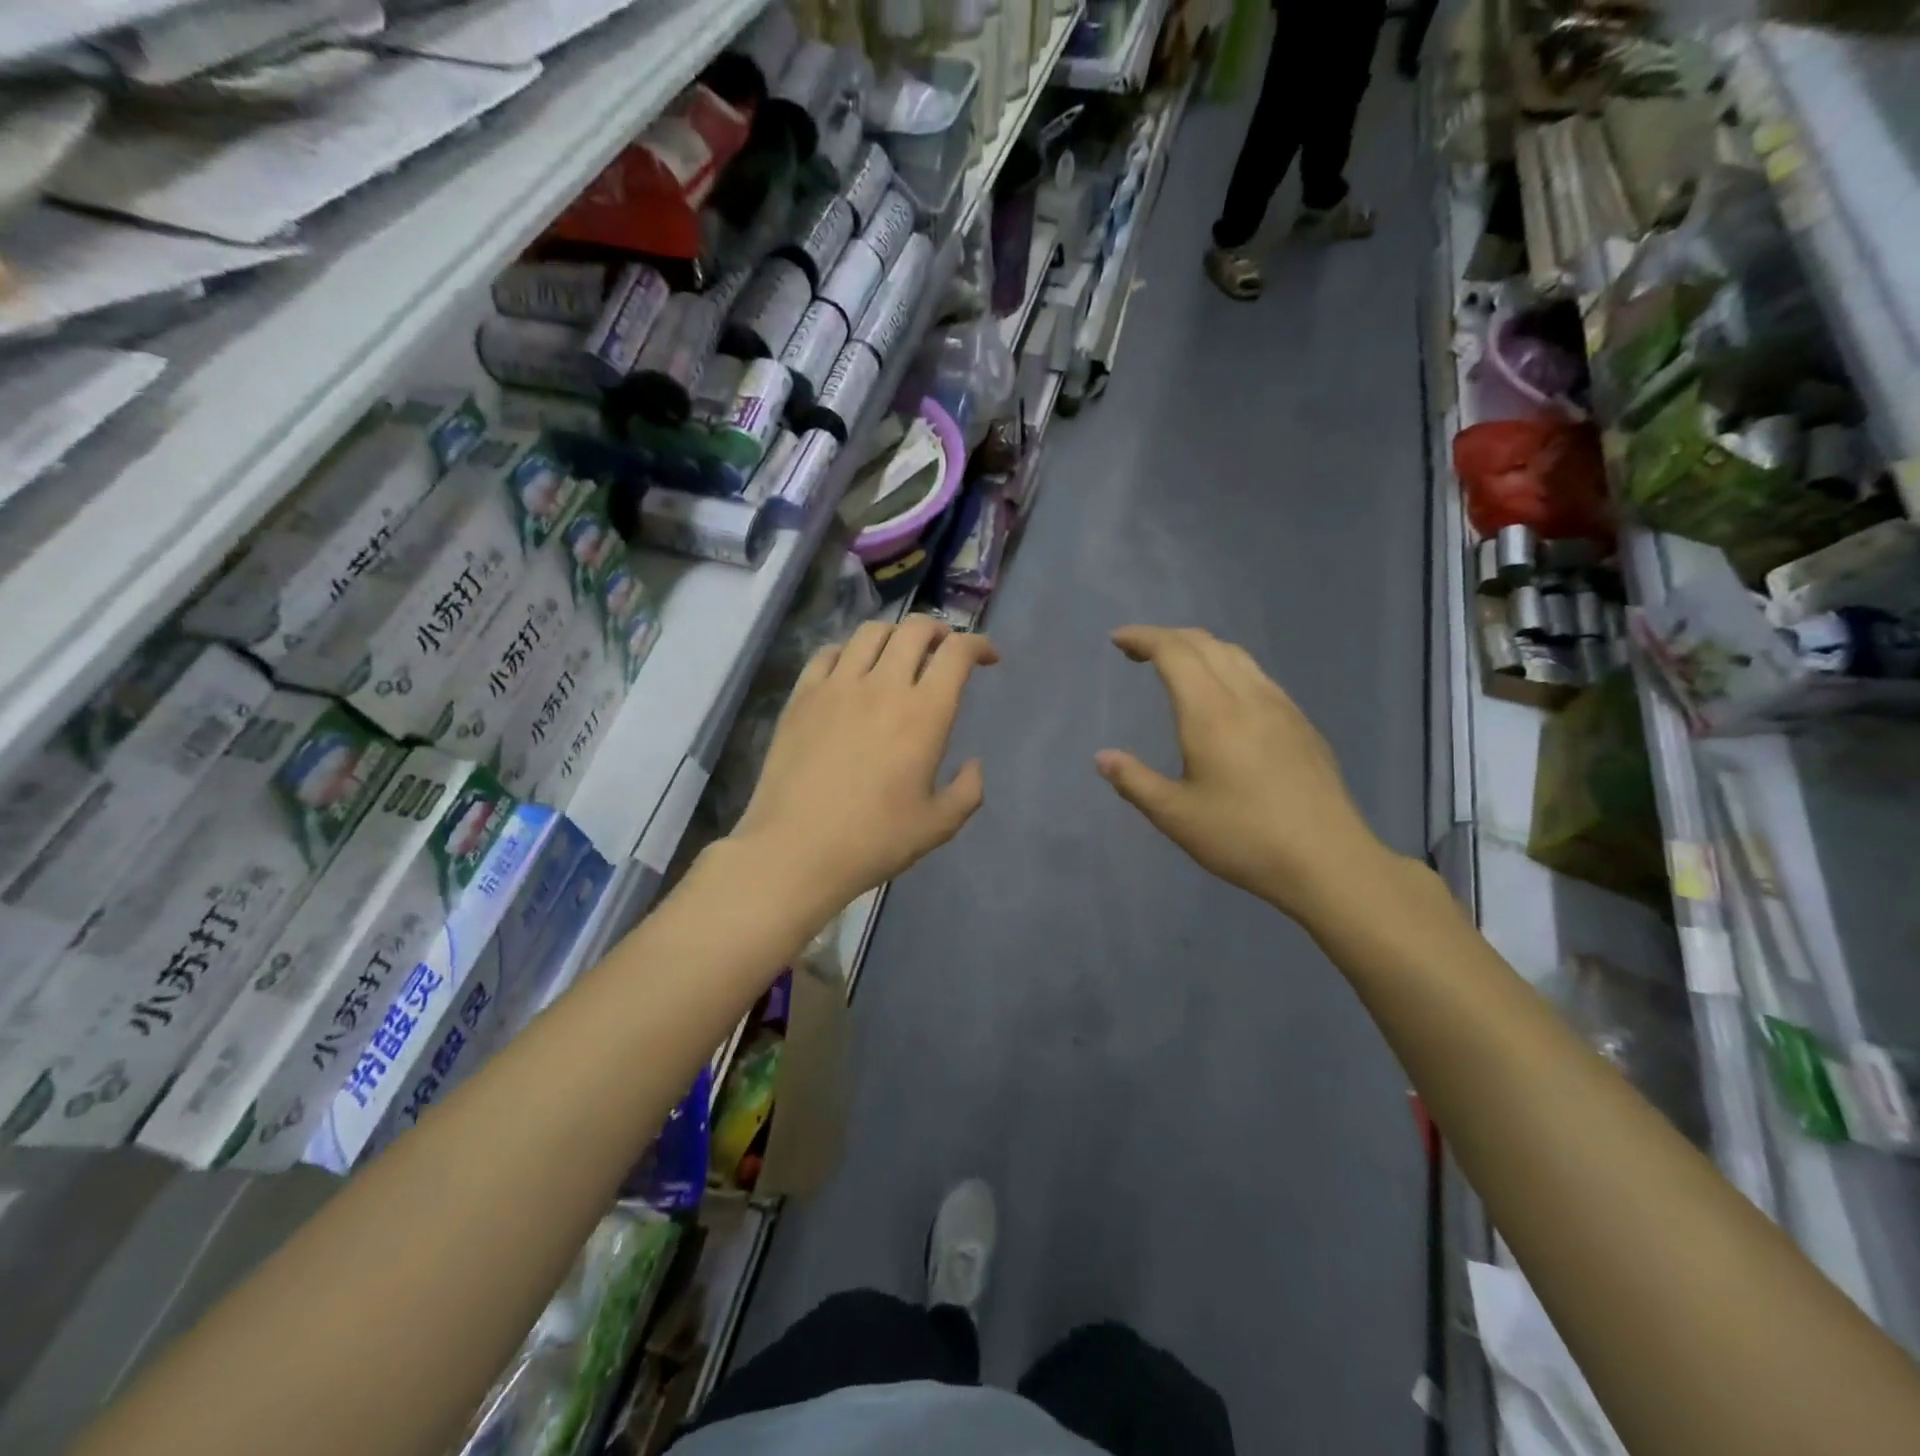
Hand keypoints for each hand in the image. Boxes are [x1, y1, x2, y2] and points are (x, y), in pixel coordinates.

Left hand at [731, 615, 997, 911]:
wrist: (796, 849)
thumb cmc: (874, 840)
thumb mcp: (939, 825)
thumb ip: (968, 790)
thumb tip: (974, 764)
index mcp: (924, 713)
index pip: (957, 653)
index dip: (978, 644)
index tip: (987, 657)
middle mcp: (883, 686)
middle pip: (916, 629)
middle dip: (940, 630)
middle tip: (945, 651)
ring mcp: (837, 686)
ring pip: (872, 632)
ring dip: (896, 634)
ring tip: (900, 654)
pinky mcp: (802, 696)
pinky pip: (828, 653)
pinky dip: (850, 651)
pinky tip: (852, 671)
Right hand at [1095, 626, 1392, 923]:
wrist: (1328, 861)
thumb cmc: (1243, 838)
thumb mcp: (1175, 816)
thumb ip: (1134, 781)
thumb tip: (1103, 758)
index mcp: (1211, 713)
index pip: (1174, 652)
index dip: (1143, 638)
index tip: (1117, 640)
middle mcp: (1247, 696)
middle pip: (1205, 644)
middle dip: (1167, 637)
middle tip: (1138, 651)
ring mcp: (1280, 706)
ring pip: (1236, 655)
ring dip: (1199, 648)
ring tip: (1176, 665)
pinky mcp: (1301, 723)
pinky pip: (1257, 675)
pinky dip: (1226, 666)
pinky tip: (1223, 696)